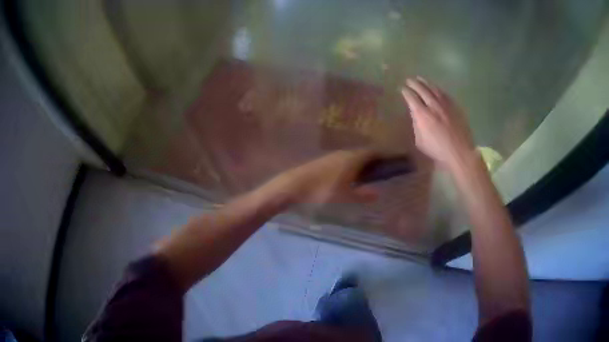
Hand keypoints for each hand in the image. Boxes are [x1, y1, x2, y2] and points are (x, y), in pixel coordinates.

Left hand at [272, 150, 379, 204]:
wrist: (294, 184)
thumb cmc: (323, 190)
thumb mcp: (345, 197)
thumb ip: (362, 195)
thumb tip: (377, 193)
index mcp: (353, 159)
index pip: (373, 152)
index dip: (383, 156)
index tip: (391, 162)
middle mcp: (344, 153)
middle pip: (363, 153)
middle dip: (373, 161)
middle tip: (380, 172)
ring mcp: (333, 156)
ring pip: (352, 157)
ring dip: (361, 164)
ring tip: (366, 176)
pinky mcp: (324, 161)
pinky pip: (343, 160)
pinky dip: (350, 166)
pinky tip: (348, 177)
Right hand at [401, 77, 475, 169]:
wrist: (459, 152)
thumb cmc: (438, 150)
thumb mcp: (420, 141)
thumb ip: (417, 125)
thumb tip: (416, 115)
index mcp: (422, 115)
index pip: (411, 98)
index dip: (406, 92)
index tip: (402, 89)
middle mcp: (433, 105)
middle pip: (422, 89)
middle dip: (414, 83)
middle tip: (409, 80)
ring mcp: (445, 105)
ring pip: (434, 89)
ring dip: (426, 83)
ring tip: (420, 79)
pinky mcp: (455, 107)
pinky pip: (444, 93)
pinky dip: (437, 89)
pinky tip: (435, 88)